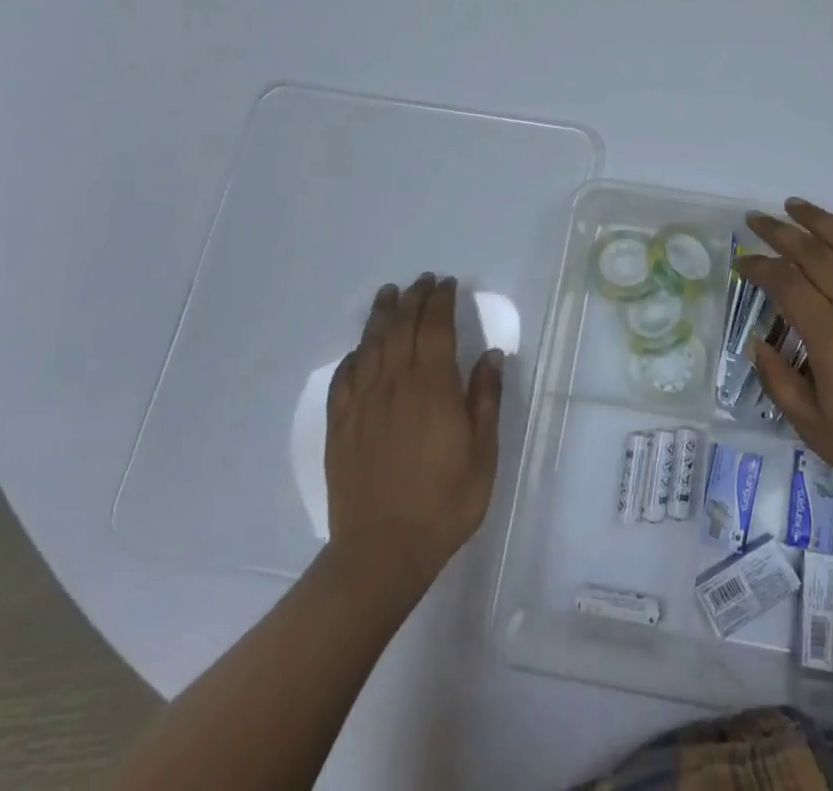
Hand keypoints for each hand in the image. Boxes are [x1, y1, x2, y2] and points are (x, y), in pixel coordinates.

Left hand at [326, 274, 503, 582]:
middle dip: (413, 298)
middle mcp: (394, 384)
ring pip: (371, 345)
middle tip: (421, 281)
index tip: (447, 283)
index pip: (435, 327)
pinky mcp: (340, 426)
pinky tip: (359, 350)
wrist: (382, 552)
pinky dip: (354, 356)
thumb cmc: (444, 502)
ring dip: (381, 315)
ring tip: (388, 294)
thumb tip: (491, 355)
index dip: (441, 301)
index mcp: (432, 386)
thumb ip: (485, 399)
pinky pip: (344, 379)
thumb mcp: (482, 453)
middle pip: (401, 327)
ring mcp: (363, 403)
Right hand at [740, 200, 832, 518]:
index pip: (784, 282)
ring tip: (796, 206)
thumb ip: (779, 383)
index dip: (757, 267)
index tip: (741, 263)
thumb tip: (759, 343)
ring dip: (822, 221)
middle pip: (813, 252)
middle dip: (779, 232)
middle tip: (756, 220)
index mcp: (830, 334)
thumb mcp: (815, 430)